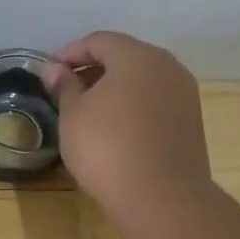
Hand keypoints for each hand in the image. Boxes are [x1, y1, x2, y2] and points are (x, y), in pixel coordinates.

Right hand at [44, 31, 213, 224]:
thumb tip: (54, 69)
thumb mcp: (73, 115)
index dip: (69, 52)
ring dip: (114, 87)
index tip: (49, 73)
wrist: (162, 198)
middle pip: (124, 56)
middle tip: (66, 89)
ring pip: (142, 79)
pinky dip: (133, 104)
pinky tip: (115, 127)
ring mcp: (184, 94)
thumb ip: (64, 86)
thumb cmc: (108, 148)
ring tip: (88, 110)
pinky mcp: (190, 121)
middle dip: (93, 68)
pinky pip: (155, 100)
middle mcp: (167, 66)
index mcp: (137, 56)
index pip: (98, 40)